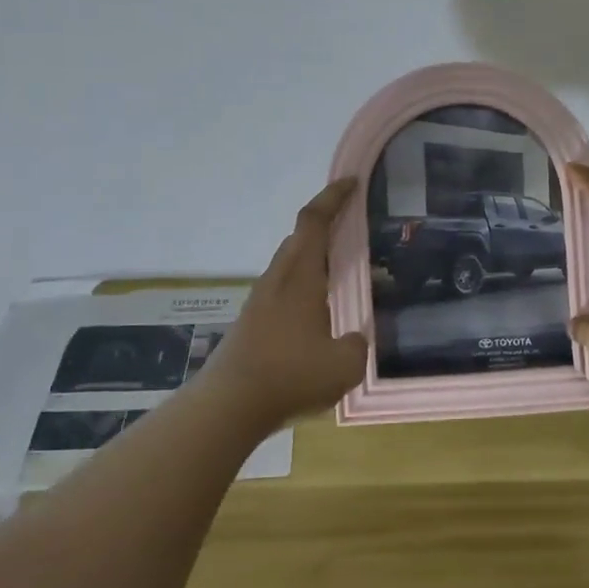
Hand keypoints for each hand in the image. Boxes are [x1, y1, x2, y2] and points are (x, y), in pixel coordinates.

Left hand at [198, 179, 368, 427]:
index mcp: (300, 277)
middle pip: (299, 239)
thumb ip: (358, 345)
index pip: (314, 222)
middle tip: (353, 230)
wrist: (229, 405)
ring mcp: (259, 301)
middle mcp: (277, 280)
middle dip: (325, 226)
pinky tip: (316, 314)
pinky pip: (281, 290)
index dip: (332, 197)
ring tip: (340, 275)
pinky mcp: (251, 323)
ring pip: (288, 265)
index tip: (351, 182)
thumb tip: (355, 338)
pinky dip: (302, 287)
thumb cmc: (290, 376)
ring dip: (313, 259)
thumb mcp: (344, 364)